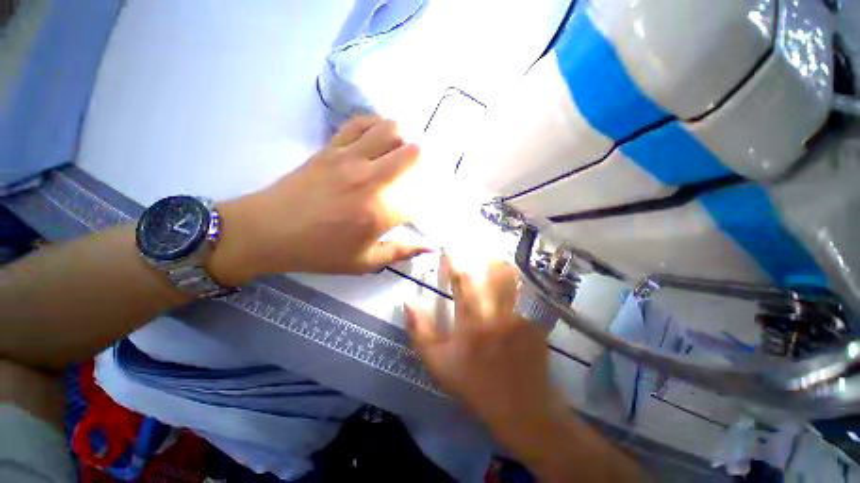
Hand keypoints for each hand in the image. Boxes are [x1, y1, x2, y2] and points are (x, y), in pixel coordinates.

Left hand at [210, 115, 430, 283]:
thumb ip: (402, 252)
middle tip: (426, 170)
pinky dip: (377, 124)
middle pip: (413, 153)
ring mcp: (349, 158)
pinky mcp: (331, 147)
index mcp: (380, 212)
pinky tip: (380, 136)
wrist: (267, 231)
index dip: (432, 197)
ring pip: (390, 129)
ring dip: (406, 138)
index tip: (431, 201)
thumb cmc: (320, 252)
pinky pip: (361, 123)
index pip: (421, 196)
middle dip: (429, 160)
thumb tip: (431, 246)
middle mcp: (370, 179)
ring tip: (405, 151)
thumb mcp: (365, 262)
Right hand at [405, 256, 561, 445]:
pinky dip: (517, 278)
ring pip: (511, 276)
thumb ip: (419, 331)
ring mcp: (521, 314)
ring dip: (499, 261)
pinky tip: (513, 275)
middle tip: (472, 245)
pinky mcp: (536, 319)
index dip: (453, 260)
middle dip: (480, 253)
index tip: (447, 247)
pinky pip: (526, 290)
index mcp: (471, 321)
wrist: (521, 407)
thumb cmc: (474, 384)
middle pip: (491, 270)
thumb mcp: (438, 363)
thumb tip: (407, 302)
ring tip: (491, 253)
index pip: (461, 280)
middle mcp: (497, 312)